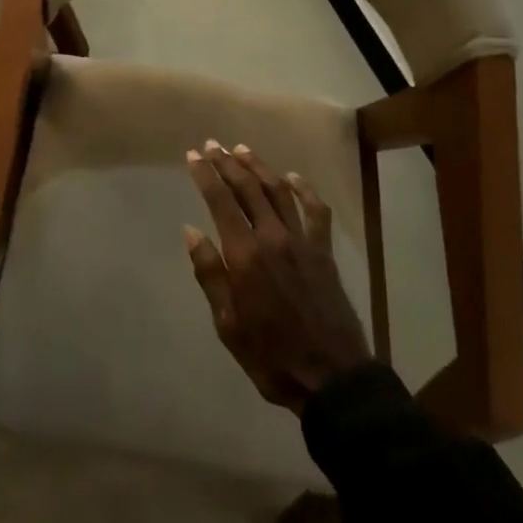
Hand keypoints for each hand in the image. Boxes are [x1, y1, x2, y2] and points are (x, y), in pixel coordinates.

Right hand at [183, 140, 370, 411]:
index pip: (220, 201)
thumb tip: (191, 232)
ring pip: (278, 190)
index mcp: (245, 254)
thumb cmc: (270, 355)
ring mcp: (302, 240)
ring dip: (259, 166)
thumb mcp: (228, 324)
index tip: (193, 156)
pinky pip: (315, 210)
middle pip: (248, 187)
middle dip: (227, 163)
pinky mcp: (324, 250)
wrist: (332, 377)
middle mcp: (273, 236)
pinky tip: (293, 178)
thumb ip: (210, 274)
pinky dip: (304, 189)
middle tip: (212, 145)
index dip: (205, 175)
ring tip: (242, 150)